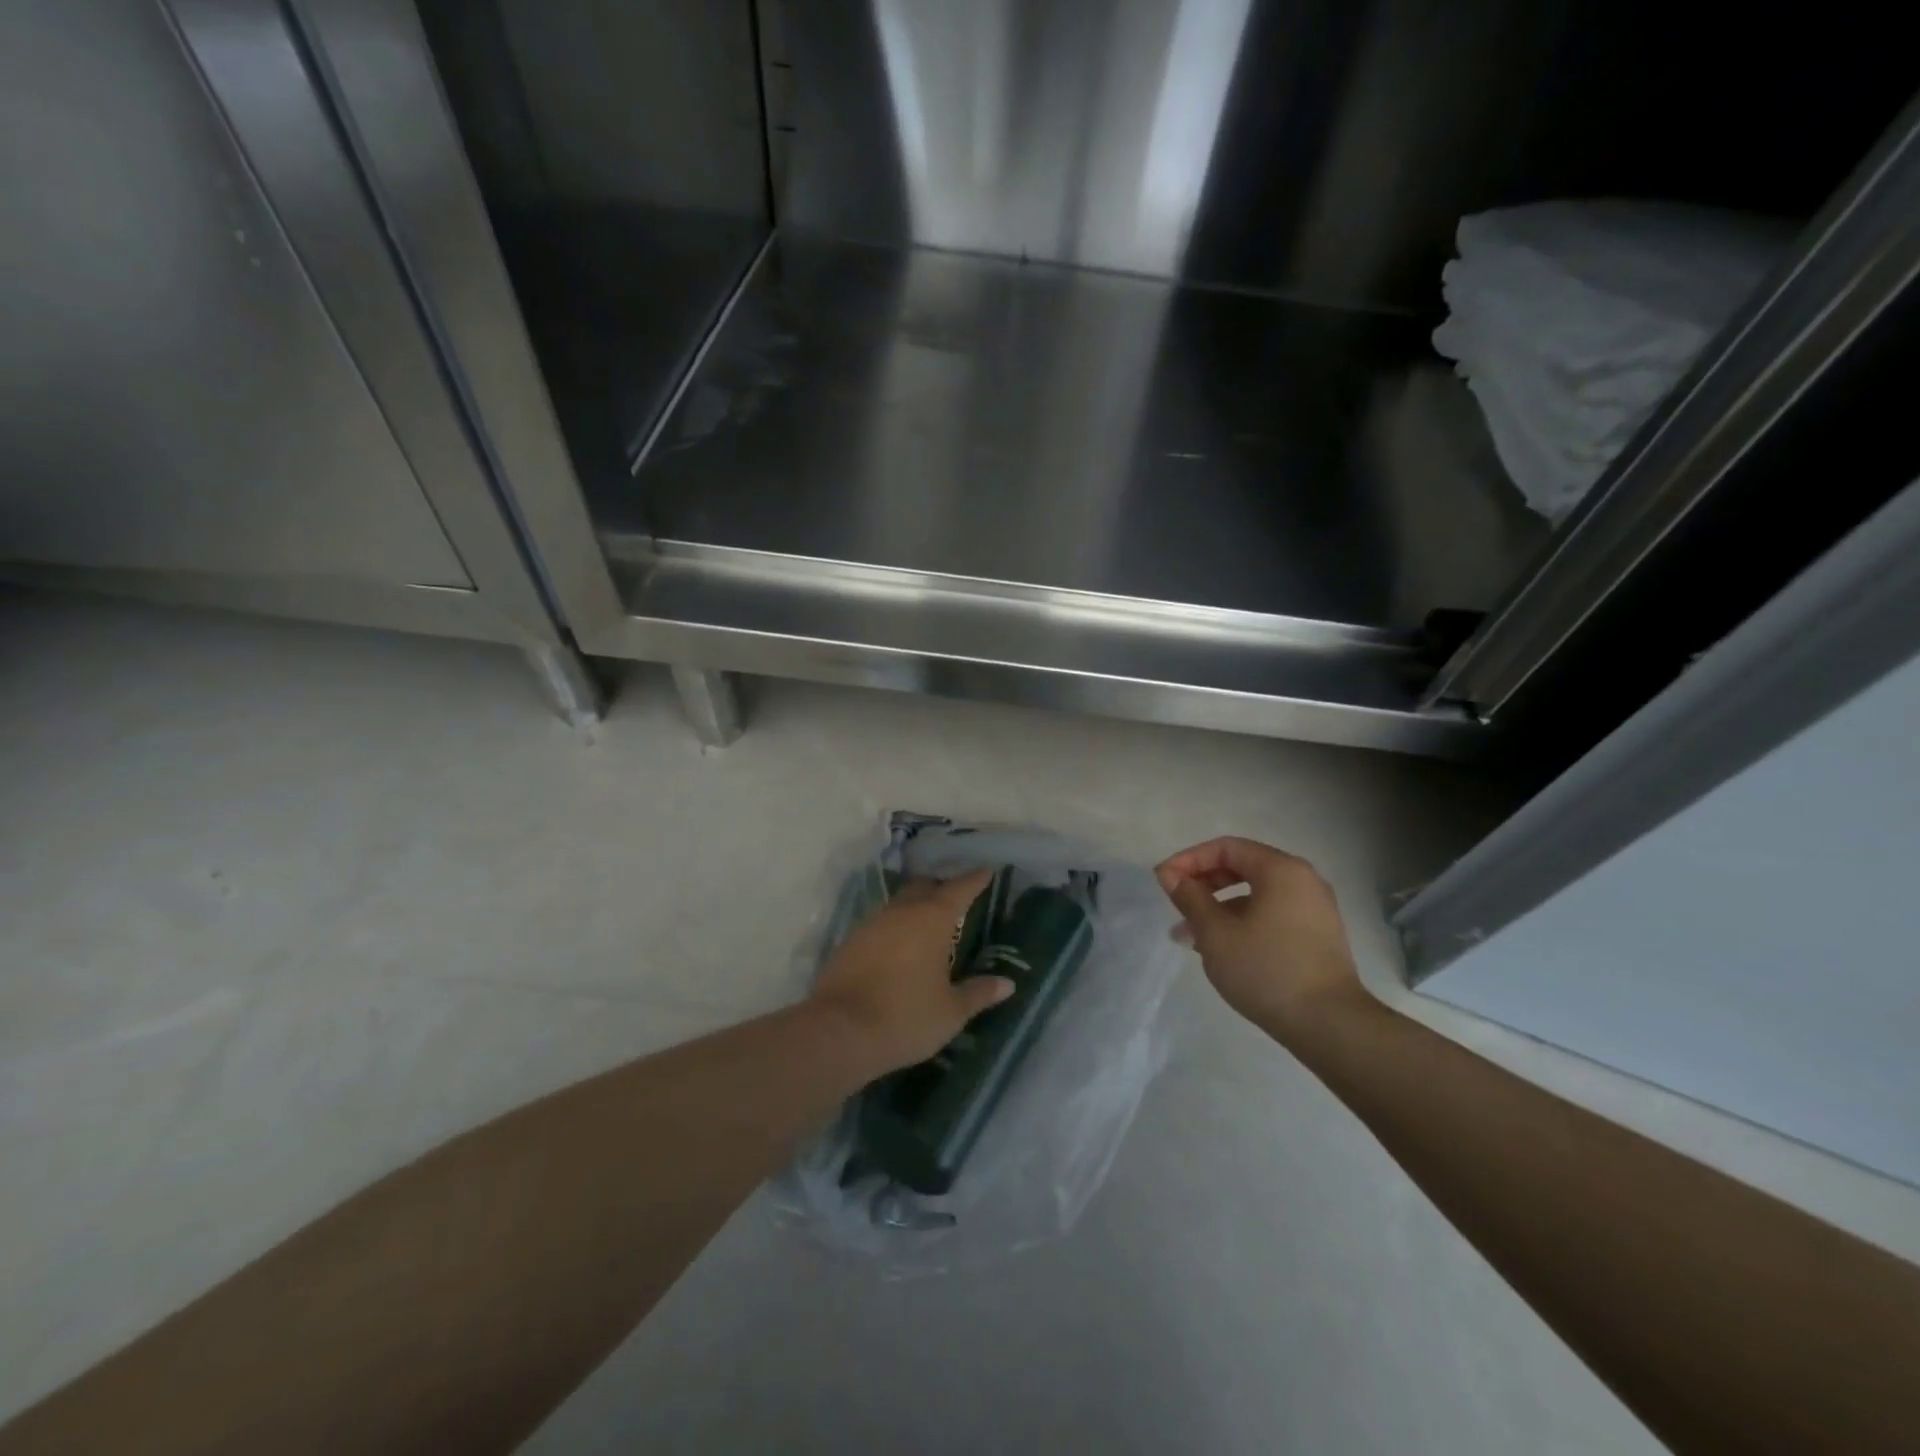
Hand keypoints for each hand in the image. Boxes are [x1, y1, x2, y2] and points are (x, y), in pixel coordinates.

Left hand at [808, 868, 1014, 1076]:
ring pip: (899, 903)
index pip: (959, 889)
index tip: (986, 871)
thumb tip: (1007, 984)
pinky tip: (899, 946)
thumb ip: (978, 993)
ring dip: (915, 907)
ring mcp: (872, 924)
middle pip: (924, 888)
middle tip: (956, 898)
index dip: (974, 880)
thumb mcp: (951, 1011)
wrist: (840, 1031)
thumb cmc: (906, 1017)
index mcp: (932, 919)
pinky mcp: (850, 941)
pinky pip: (880, 923)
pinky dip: (895, 927)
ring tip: (929, 924)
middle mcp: (902, 912)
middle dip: (941, 888)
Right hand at [1156, 837, 1367, 1045]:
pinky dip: (1242, 922)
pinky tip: (1221, 949)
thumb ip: (1190, 897)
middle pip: (1242, 868)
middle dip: (1203, 884)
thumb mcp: (1215, 932)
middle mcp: (1303, 881)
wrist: (1330, 1025)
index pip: (1226, 848)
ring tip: (1189, 936)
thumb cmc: (1267, 969)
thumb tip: (1170, 875)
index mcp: (1281, 870)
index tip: (1163, 880)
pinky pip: (1271, 914)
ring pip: (1255, 895)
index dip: (1189, 859)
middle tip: (1175, 905)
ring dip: (1219, 908)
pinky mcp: (1317, 936)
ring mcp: (1314, 909)